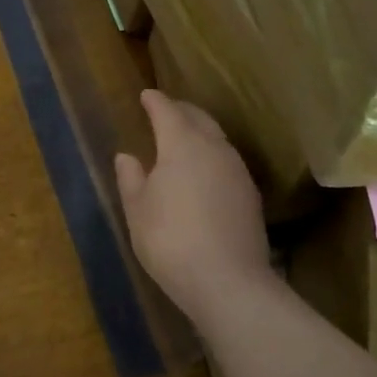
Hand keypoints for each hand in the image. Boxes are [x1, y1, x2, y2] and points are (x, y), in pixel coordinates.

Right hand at [114, 90, 270, 325]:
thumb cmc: (170, 239)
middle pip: (198, 118)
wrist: (228, 282)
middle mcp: (214, 148)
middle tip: (164, 110)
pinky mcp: (250, 195)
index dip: (155, 101)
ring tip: (183, 138)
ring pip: (217, 138)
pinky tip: (203, 170)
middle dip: (180, 110)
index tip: (146, 95)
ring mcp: (237, 171)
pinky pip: (226, 160)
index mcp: (182, 144)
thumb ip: (131, 178)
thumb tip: (127, 156)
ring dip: (199, 131)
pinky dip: (211, 154)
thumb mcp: (137, 209)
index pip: (167, 111)